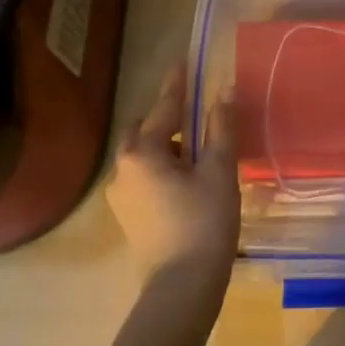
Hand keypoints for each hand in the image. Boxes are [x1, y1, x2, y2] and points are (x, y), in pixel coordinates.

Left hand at [106, 63, 238, 289]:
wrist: (182, 285)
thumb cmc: (204, 223)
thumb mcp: (218, 171)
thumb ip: (220, 128)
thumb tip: (224, 91)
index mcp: (142, 153)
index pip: (163, 108)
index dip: (177, 84)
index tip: (183, 61)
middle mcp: (122, 168)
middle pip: (144, 131)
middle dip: (167, 118)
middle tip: (193, 111)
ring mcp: (120, 195)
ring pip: (143, 156)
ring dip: (166, 145)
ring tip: (196, 149)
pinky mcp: (128, 215)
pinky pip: (144, 177)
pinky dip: (163, 168)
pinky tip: (186, 179)